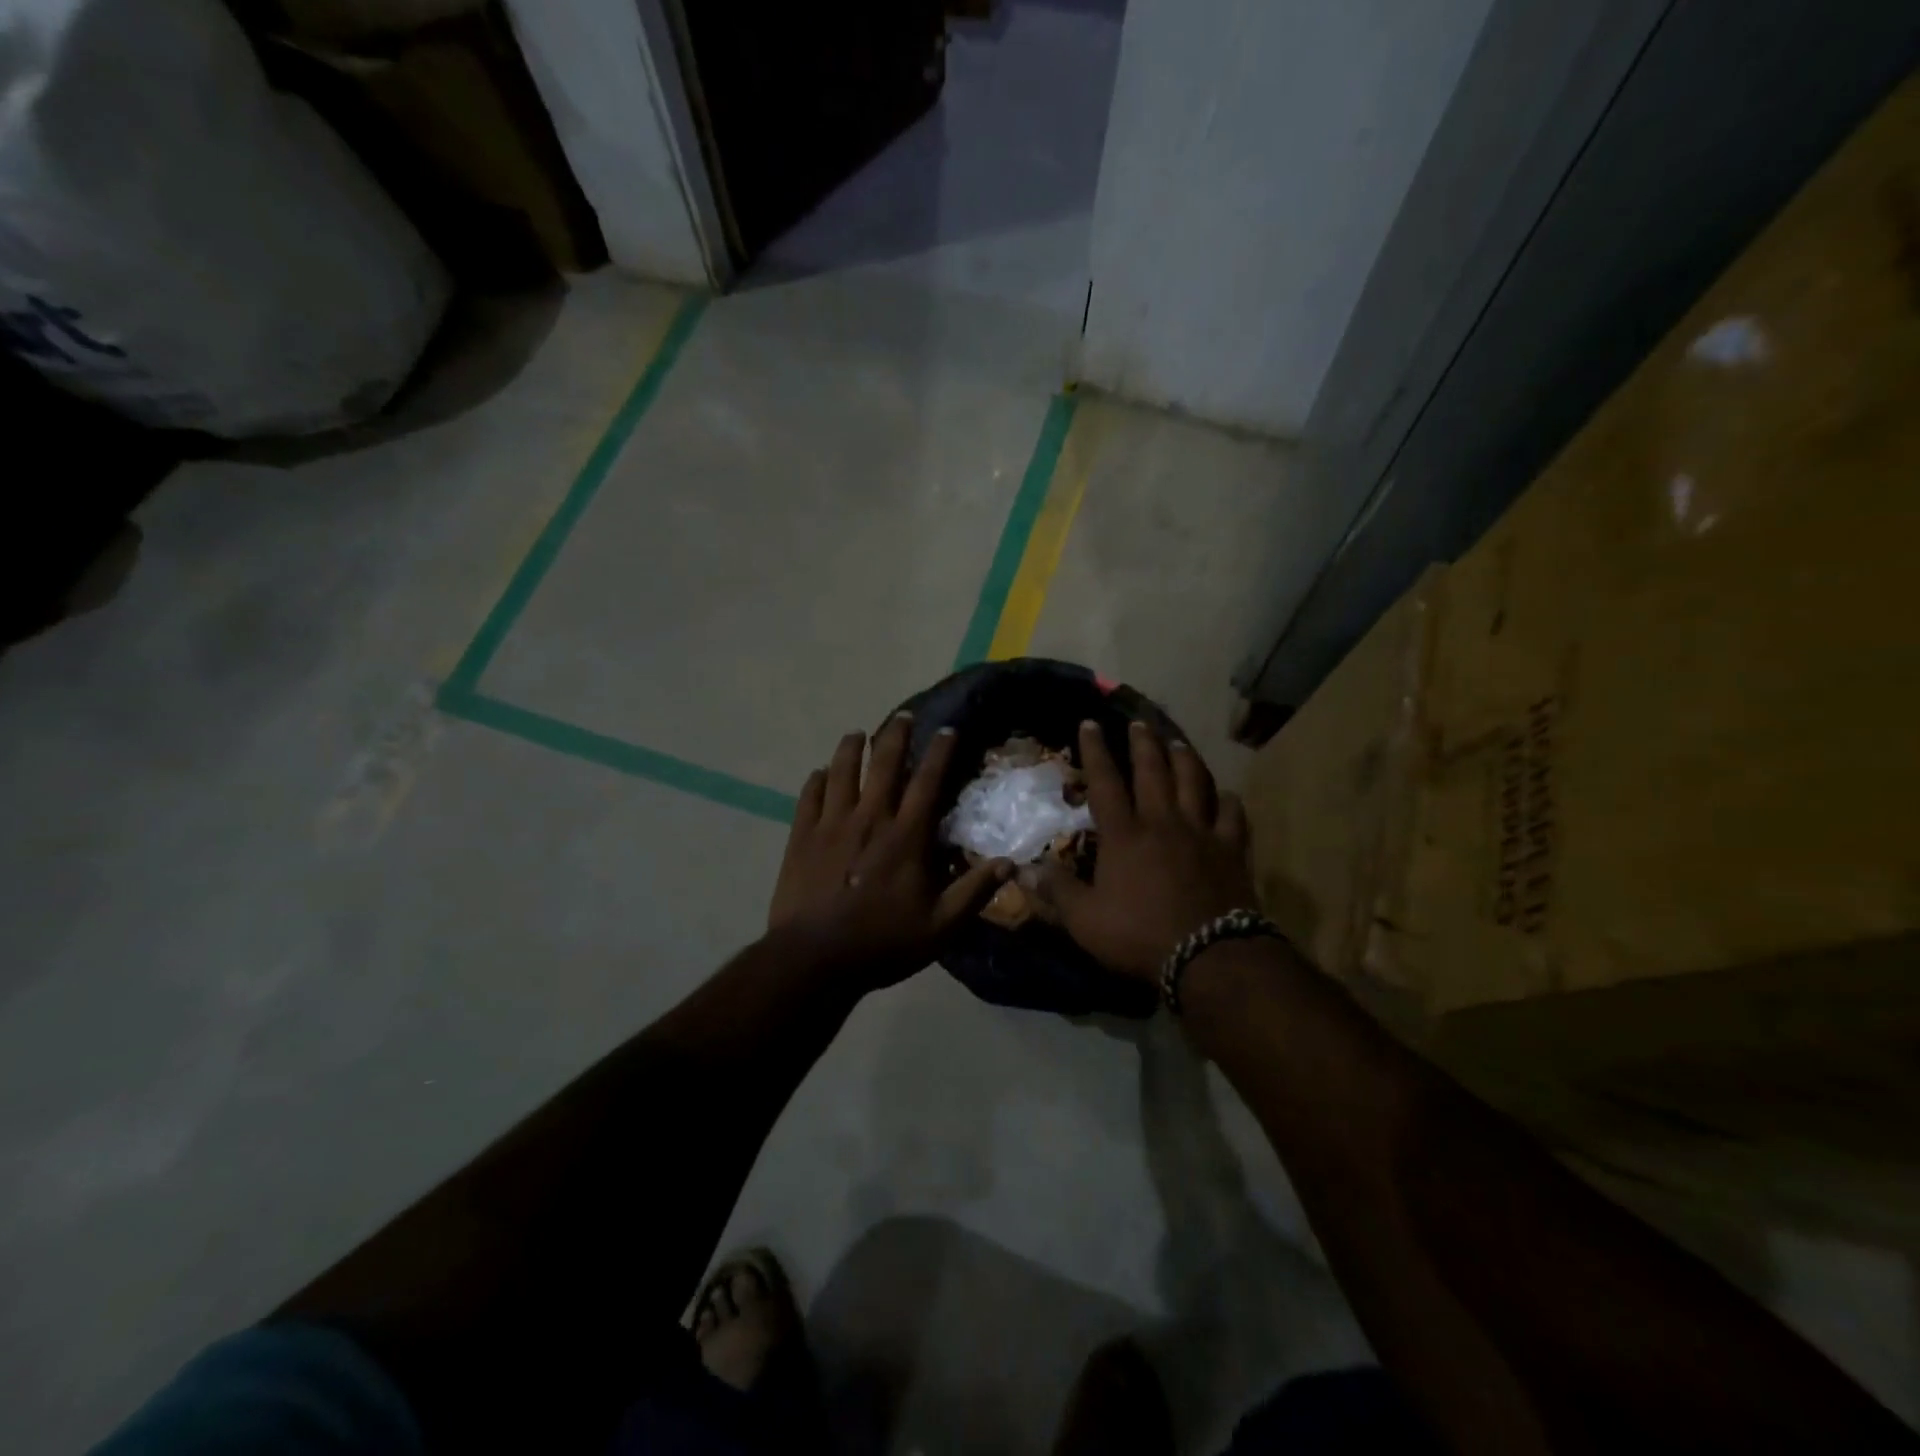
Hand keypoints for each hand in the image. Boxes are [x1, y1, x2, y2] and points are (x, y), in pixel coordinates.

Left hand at [768, 714, 1011, 988]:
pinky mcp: (801, 836)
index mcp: (906, 837)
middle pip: (884, 764)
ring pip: (842, 771)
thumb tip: (1009, 863)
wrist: (814, 958)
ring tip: (857, 733)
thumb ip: (974, 892)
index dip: (941, 752)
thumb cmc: (882, 943)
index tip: (948, 729)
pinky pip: (809, 796)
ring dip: (852, 748)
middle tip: (902, 716)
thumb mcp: (940, 927)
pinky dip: (817, 779)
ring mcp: (831, 824)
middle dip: (895, 735)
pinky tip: (821, 772)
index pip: (928, 782)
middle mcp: (870, 818)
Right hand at [1021, 720, 1255, 982]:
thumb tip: (1020, 870)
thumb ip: (1055, 891)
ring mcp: (1201, 833)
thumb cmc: (1139, 935)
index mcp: (1124, 835)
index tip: (1090, 722)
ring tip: (1177, 742)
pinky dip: (1229, 801)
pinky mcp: (1232, 850)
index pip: (1105, 782)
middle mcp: (1162, 822)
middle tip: (1138, 722)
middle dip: (1143, 743)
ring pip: (1194, 783)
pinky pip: (1233, 816)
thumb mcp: (1084, 919)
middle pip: (1152, 772)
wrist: (1208, 956)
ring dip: (1184, 759)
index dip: (1096, 751)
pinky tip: (1227, 795)